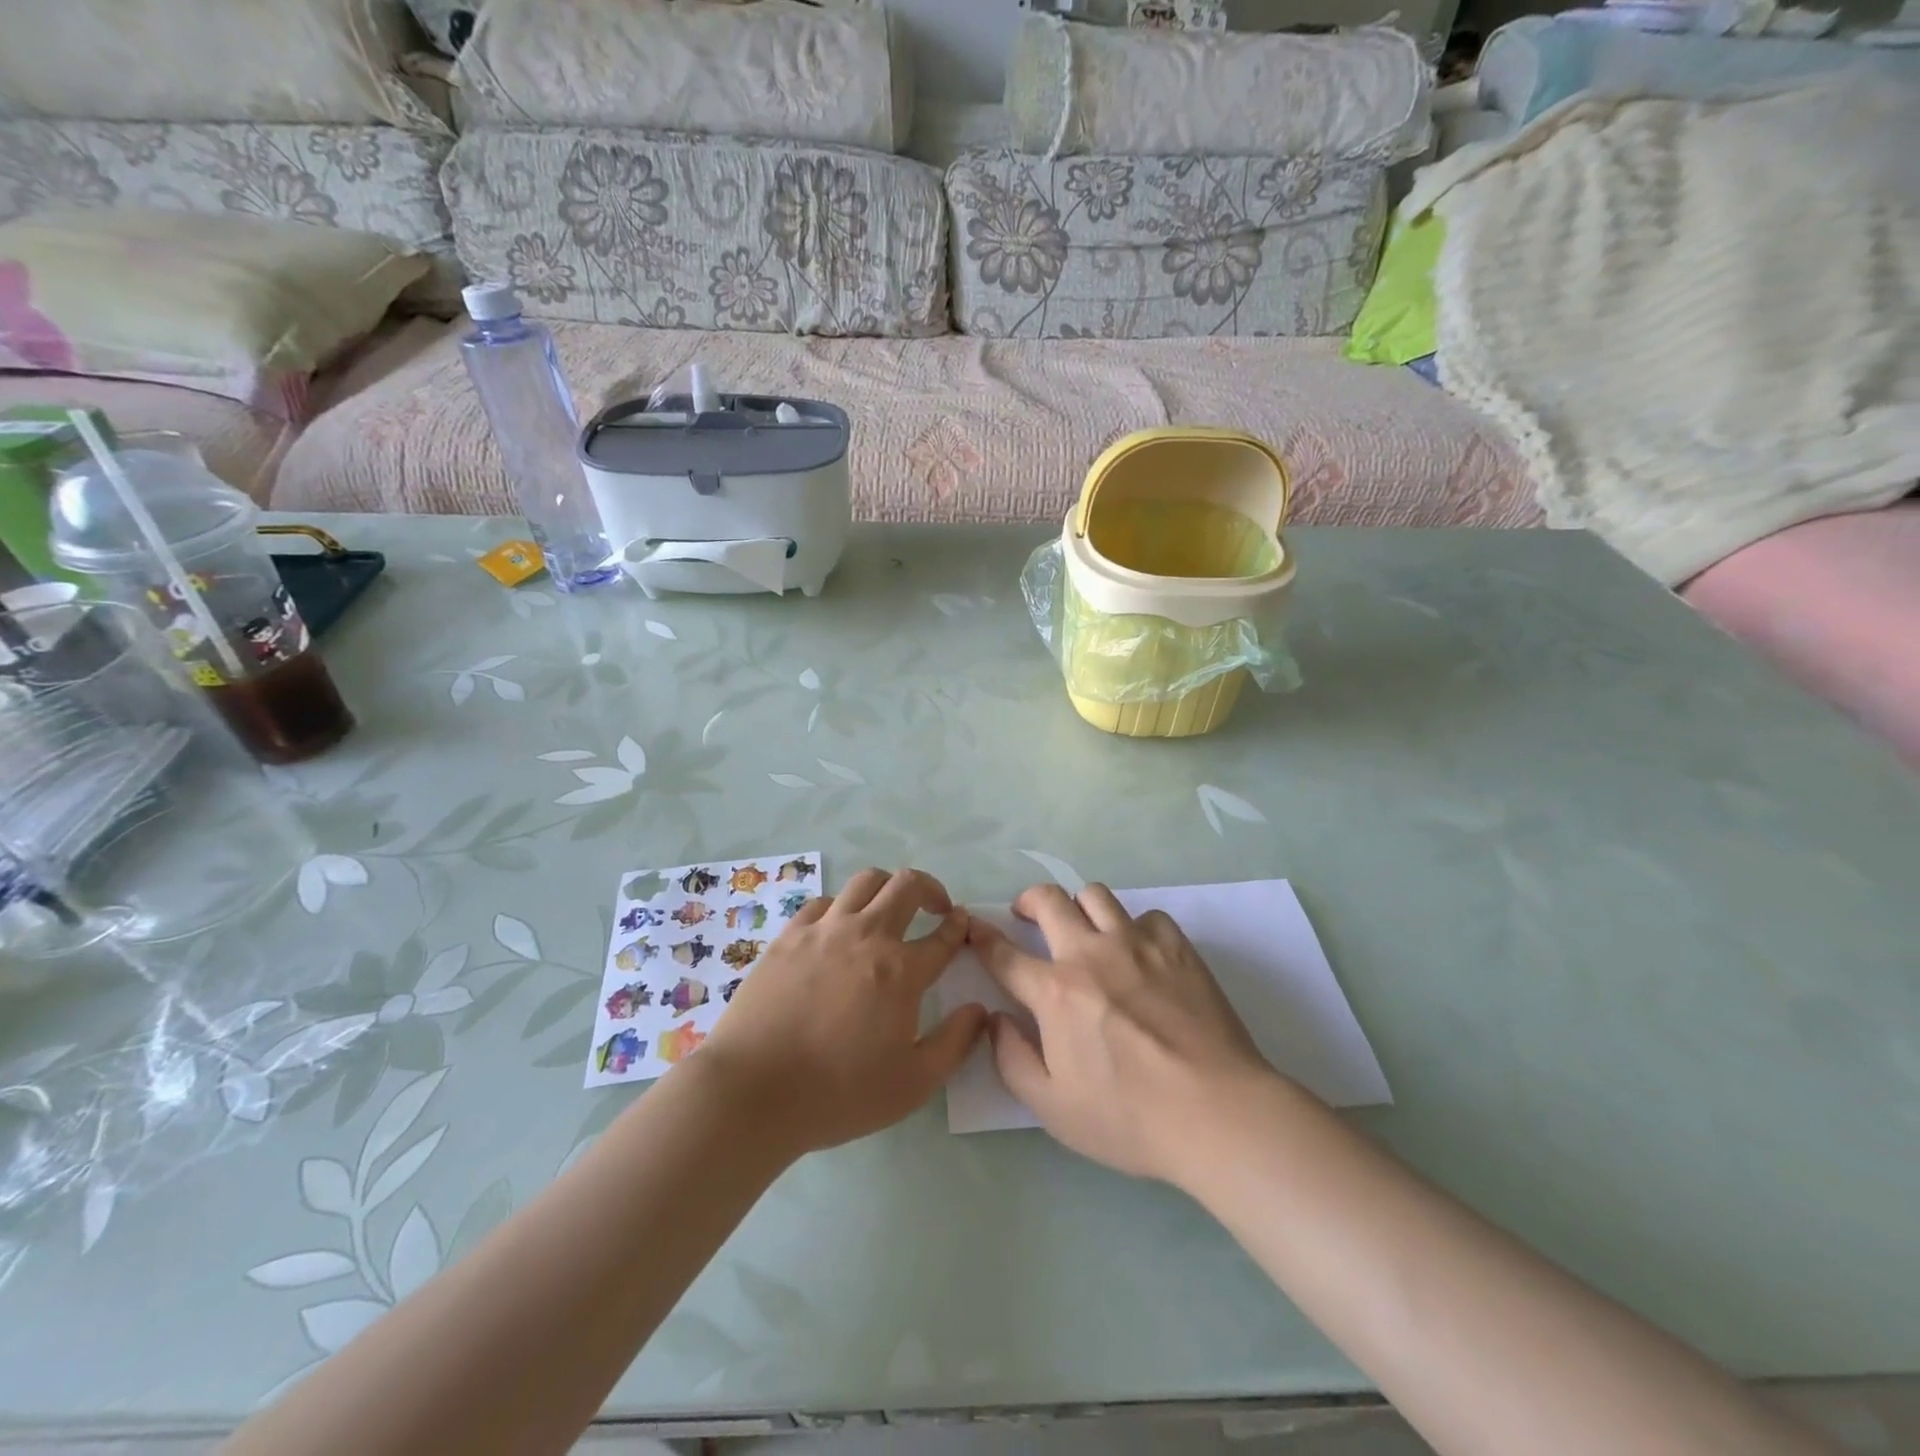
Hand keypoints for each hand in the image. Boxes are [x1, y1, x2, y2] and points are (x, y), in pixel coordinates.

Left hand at [695, 868, 987, 1155]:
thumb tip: (979, 1010)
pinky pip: (822, 903)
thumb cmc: (838, 1093)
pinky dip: (841, 907)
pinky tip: (838, 929)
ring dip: (887, 889)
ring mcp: (823, 930)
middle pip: (906, 885)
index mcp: (901, 970)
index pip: (943, 935)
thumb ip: (955, 1043)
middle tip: (935, 908)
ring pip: (865, 882)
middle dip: (931, 888)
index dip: (959, 926)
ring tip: (888, 910)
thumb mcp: (913, 1084)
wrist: (753, 1091)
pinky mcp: (788, 936)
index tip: (963, 923)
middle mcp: (866, 935)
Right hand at [969, 884, 1275, 1185]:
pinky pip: (1146, 915)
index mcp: (1055, 991)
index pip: (1004, 953)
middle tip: (1027, 915)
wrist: (1217, 1111)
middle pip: (1048, 900)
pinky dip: (1134, 926)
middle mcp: (1090, 953)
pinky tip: (1140, 952)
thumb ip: (1012, 1060)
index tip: (973, 928)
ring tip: (1083, 927)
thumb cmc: (1130, 1118)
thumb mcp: (1053, 1108)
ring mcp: (1136, 943)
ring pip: (1095, 894)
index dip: (982, 938)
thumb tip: (995, 1020)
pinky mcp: (1176, 946)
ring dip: (1079, 905)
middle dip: (1027, 901)